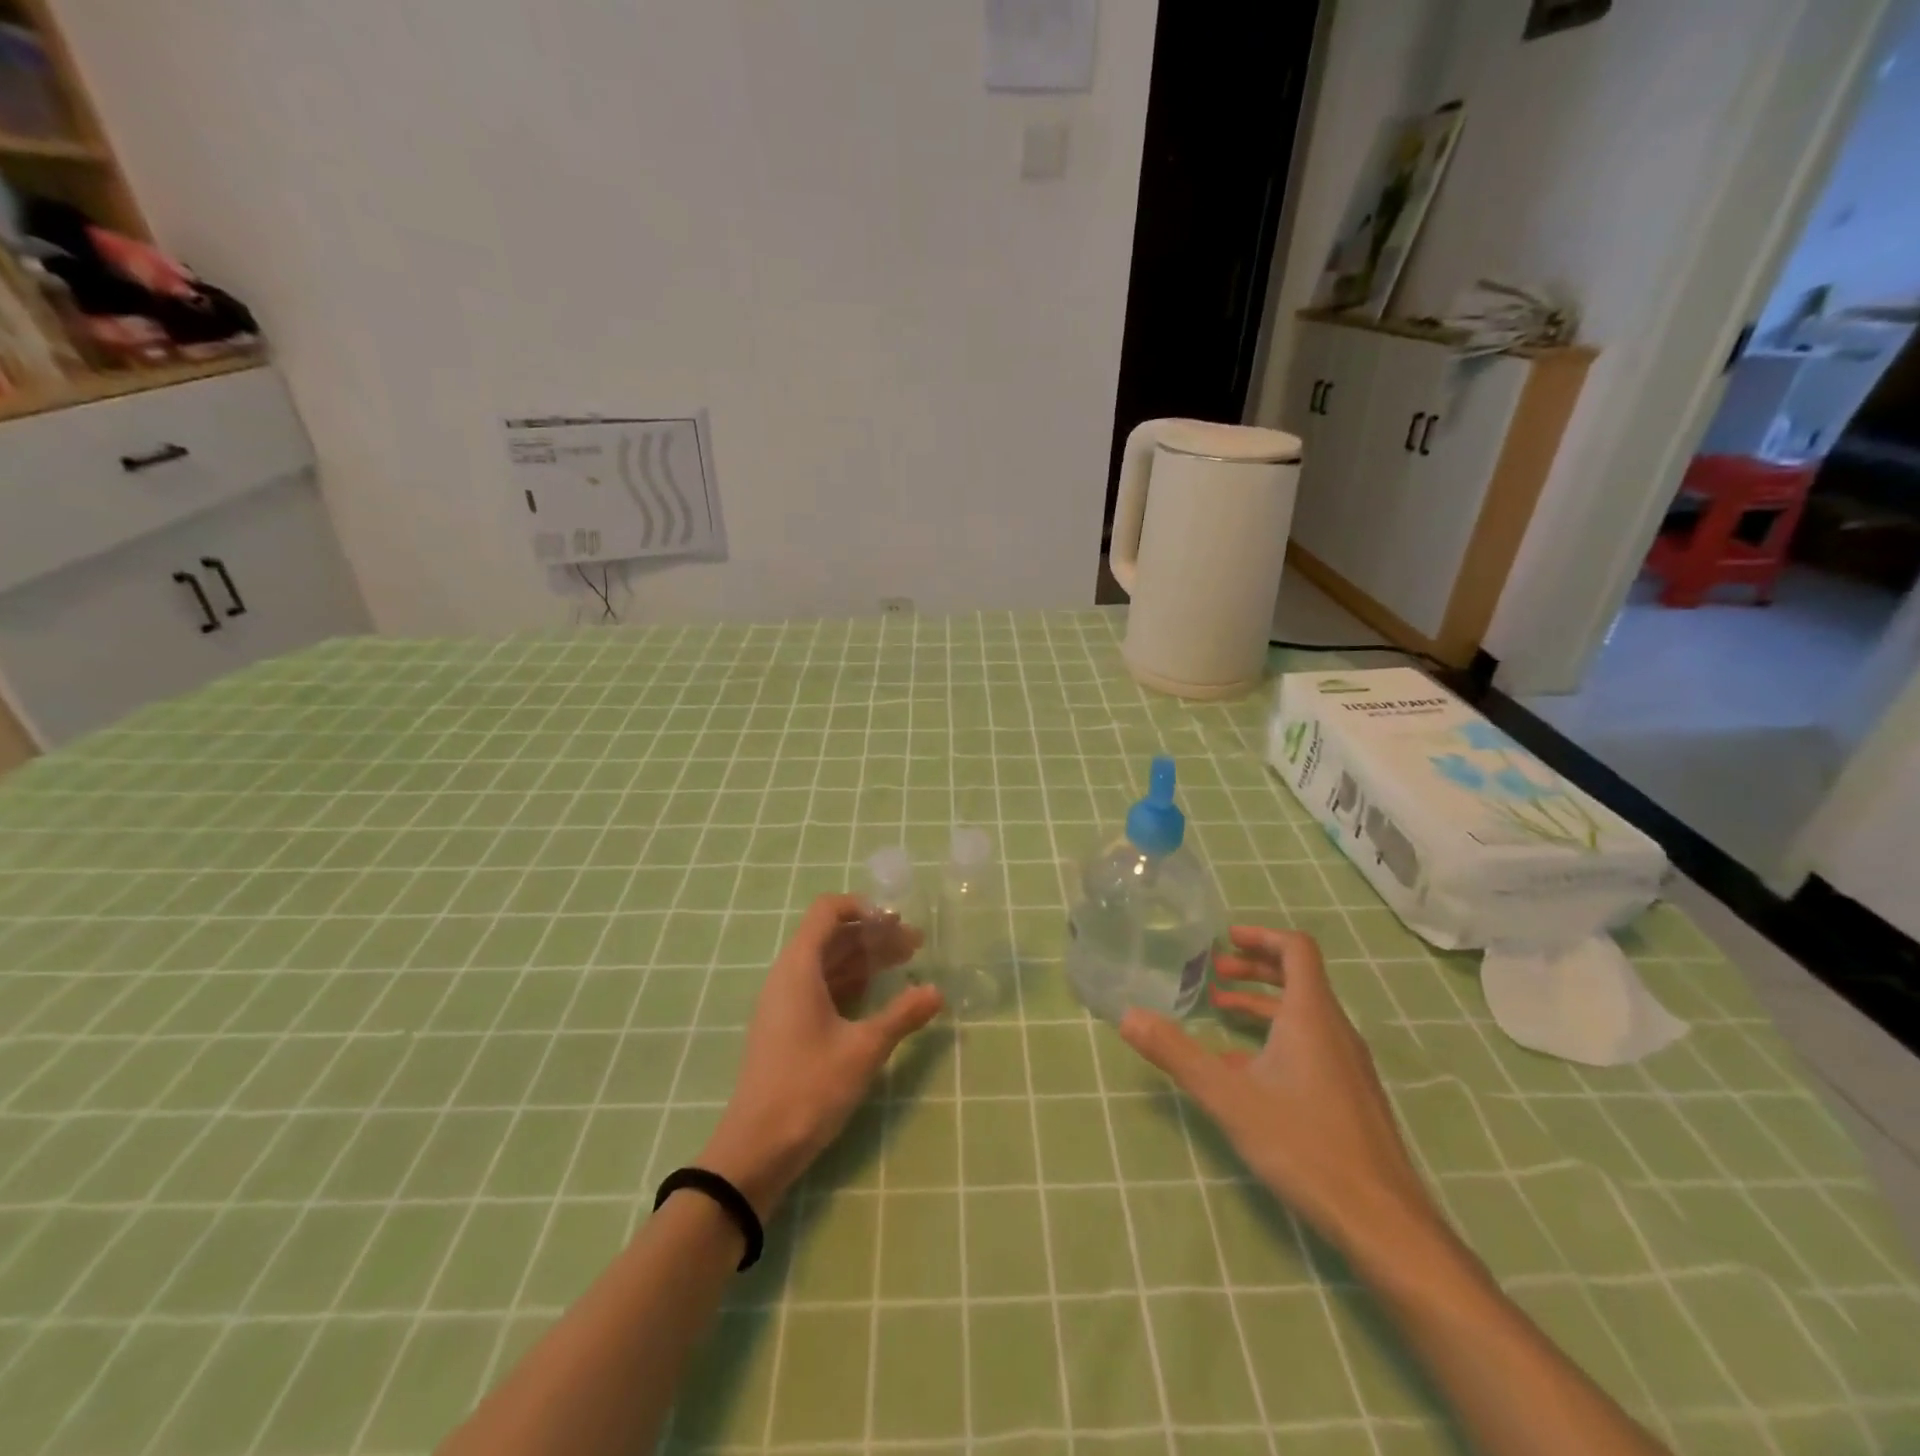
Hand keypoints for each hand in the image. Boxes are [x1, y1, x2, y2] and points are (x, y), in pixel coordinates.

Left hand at [697, 894, 942, 1218]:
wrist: (756, 1148)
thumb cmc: (809, 1087)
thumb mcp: (864, 1049)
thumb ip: (902, 1016)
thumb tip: (937, 991)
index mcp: (799, 967)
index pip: (827, 911)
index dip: (862, 907)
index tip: (897, 923)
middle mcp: (788, 976)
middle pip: (832, 936)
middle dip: (874, 935)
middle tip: (916, 946)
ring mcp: (785, 1003)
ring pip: (829, 964)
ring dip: (865, 960)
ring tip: (906, 965)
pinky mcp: (787, 1027)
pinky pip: (822, 988)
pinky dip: (852, 983)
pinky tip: (879, 996)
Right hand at [1120, 926, 1439, 1261]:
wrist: (1383, 1222)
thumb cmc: (1304, 1146)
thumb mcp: (1229, 1097)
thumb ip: (1176, 1053)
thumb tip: (1128, 1016)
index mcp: (1311, 1016)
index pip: (1297, 950)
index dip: (1262, 936)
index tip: (1226, 939)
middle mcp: (1335, 1030)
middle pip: (1299, 977)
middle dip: (1255, 969)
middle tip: (1215, 972)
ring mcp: (1348, 1064)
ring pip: (1304, 1014)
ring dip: (1262, 1004)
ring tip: (1221, 1011)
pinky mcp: (1351, 1094)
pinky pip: (1312, 1045)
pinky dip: (1277, 1037)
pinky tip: (1246, 1069)